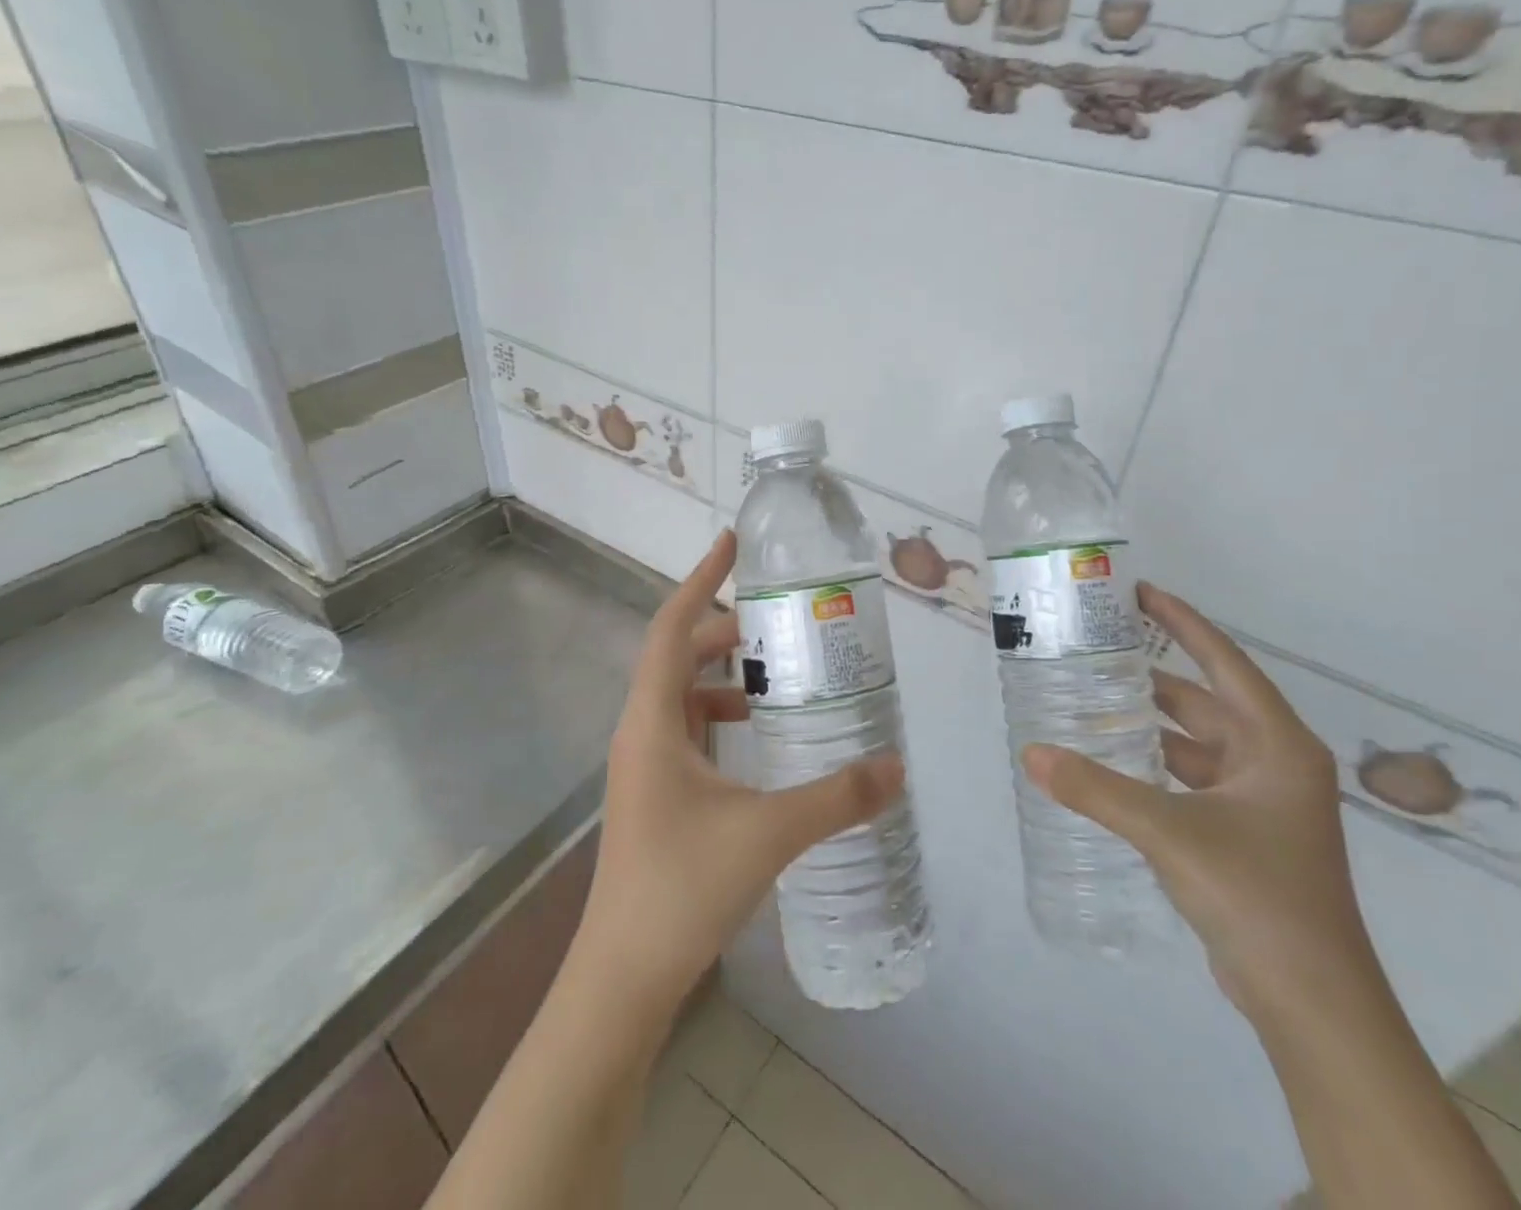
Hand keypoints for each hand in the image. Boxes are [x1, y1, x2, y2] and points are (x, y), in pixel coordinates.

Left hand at [574, 529, 905, 1014]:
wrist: (622, 977)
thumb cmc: (681, 889)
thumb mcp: (767, 834)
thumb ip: (836, 798)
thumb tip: (898, 767)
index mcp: (652, 722)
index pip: (670, 627)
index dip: (700, 580)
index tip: (731, 543)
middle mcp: (641, 732)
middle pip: (677, 656)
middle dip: (723, 632)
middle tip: (779, 624)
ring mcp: (644, 765)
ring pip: (683, 696)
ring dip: (723, 678)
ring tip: (778, 679)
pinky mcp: (656, 793)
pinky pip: (687, 731)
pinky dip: (720, 718)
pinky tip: (761, 741)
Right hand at [1023, 583, 1375, 1029]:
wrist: (1313, 1003)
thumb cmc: (1257, 897)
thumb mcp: (1170, 832)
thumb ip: (1098, 790)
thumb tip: (1032, 754)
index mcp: (1278, 746)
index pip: (1225, 663)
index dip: (1183, 623)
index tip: (1141, 592)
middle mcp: (1275, 763)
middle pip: (1207, 701)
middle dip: (1154, 677)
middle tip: (1098, 651)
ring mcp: (1263, 802)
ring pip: (1197, 743)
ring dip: (1152, 724)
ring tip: (1094, 702)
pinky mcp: (1246, 833)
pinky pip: (1192, 778)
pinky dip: (1156, 765)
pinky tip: (1115, 764)